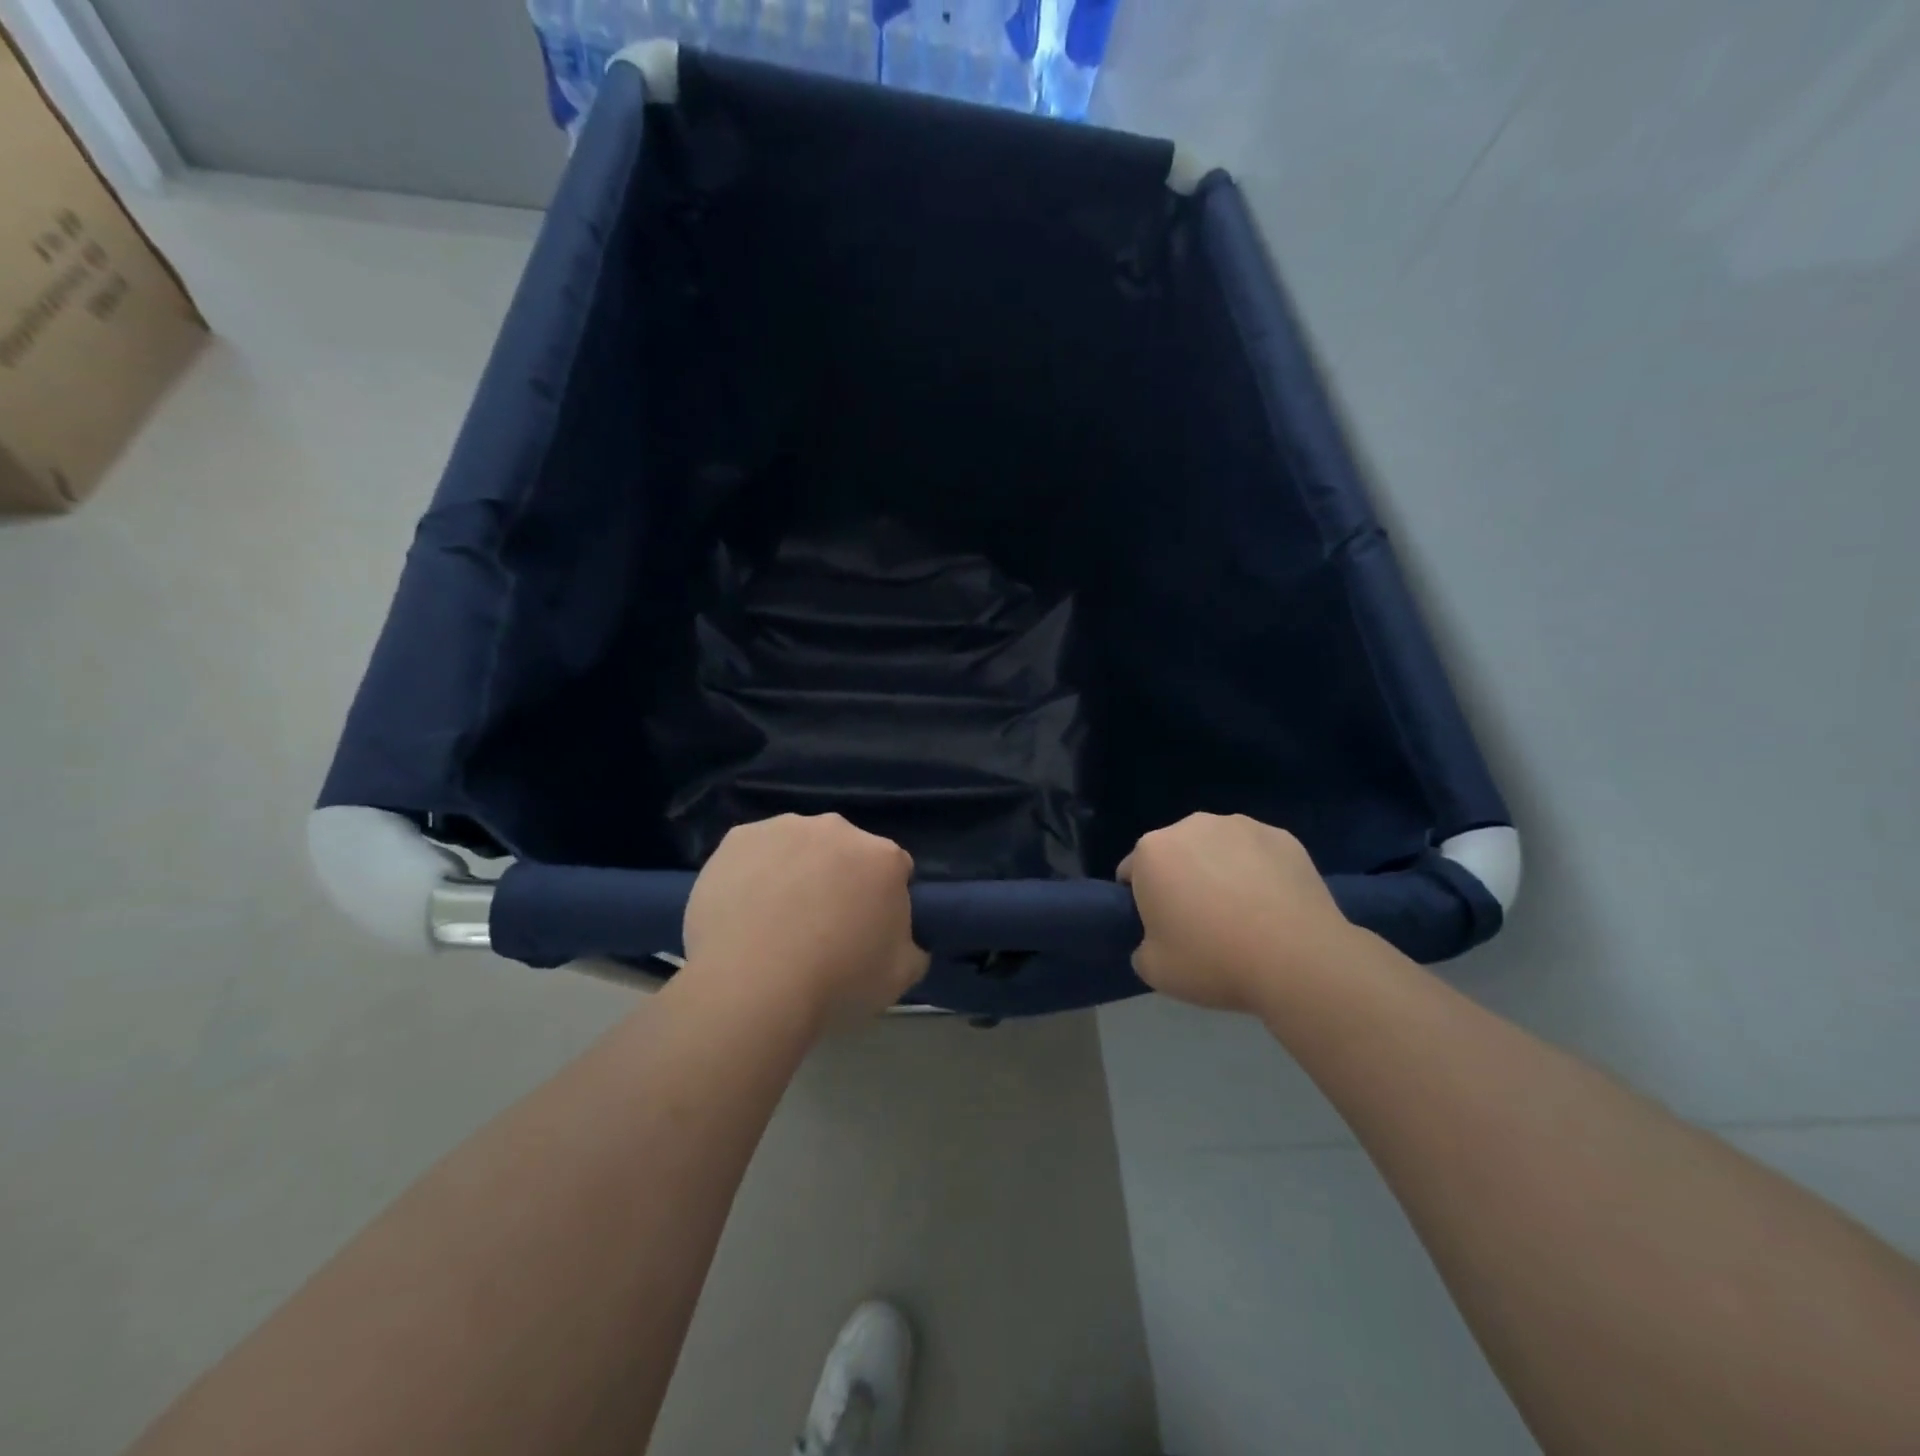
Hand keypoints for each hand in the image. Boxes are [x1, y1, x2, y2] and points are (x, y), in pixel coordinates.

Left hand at [682, 814, 929, 1026]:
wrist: (753, 986)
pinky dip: (752, 873)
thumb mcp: (901, 976)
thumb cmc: (837, 982)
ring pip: (797, 846)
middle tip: (820, 926)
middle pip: (845, 851)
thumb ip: (912, 946)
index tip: (867, 929)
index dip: (882, 899)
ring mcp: (784, 828)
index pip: (895, 870)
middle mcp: (837, 829)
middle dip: (839, 878)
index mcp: (884, 857)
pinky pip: (754, 852)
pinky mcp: (738, 838)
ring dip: (795, 871)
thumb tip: (902, 939)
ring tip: (774, 921)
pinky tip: (742, 910)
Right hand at [1119, 813, 1357, 1012]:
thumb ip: (1143, 947)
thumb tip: (1157, 940)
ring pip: (1218, 848)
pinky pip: (1258, 854)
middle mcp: (1191, 825)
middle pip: (1175, 853)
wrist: (1297, 960)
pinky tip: (1273, 906)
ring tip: (1243, 914)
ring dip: (1220, 870)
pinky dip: (1259, 872)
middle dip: (1181, 879)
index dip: (1142, 901)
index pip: (1132, 872)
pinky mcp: (1282, 837)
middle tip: (1201, 924)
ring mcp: (1241, 826)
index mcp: (1152, 851)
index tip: (1161, 929)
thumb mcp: (1154, 970)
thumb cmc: (1213, 961)